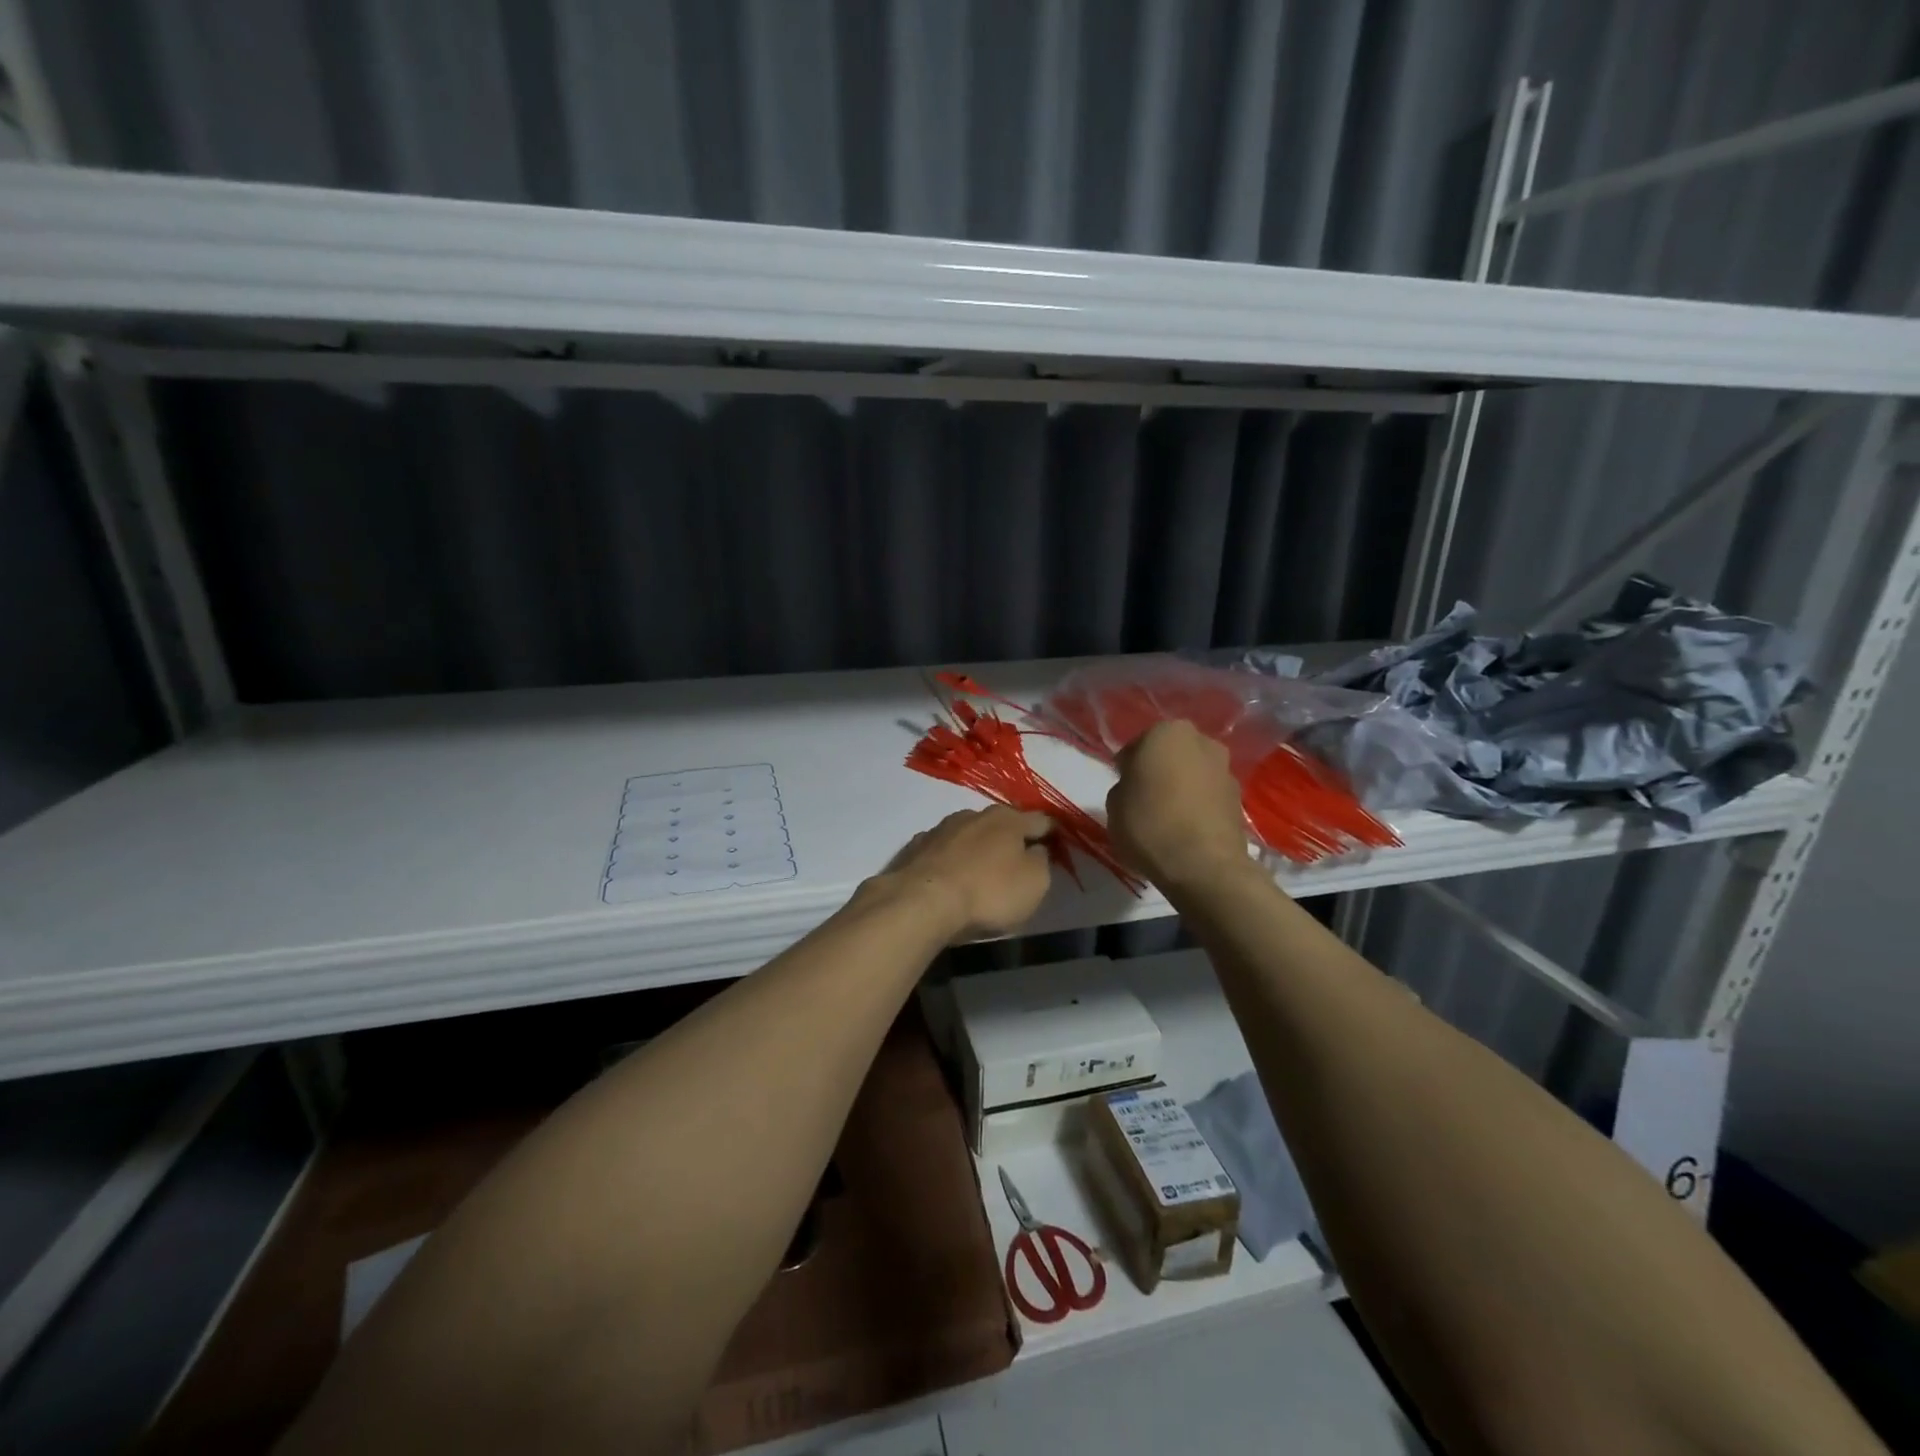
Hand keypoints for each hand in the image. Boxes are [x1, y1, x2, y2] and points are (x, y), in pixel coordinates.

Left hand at [879, 807, 1053, 940]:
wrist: (922, 901)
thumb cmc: (988, 892)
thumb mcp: (1034, 883)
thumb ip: (1042, 861)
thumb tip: (1036, 849)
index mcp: (1008, 819)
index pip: (1040, 820)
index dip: (1052, 832)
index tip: (1056, 845)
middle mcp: (974, 815)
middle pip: (1002, 823)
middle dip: (1011, 838)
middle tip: (1018, 860)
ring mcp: (941, 829)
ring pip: (969, 834)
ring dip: (978, 848)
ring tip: (982, 871)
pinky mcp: (916, 848)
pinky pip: (943, 851)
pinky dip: (951, 860)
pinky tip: (951, 878)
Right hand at [1106, 722, 1252, 890]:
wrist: (1204, 866)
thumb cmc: (1150, 825)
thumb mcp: (1114, 804)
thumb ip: (1124, 786)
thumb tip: (1136, 787)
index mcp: (1166, 733)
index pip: (1137, 746)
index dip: (1127, 768)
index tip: (1123, 788)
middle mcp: (1201, 741)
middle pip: (1171, 754)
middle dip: (1160, 771)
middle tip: (1145, 798)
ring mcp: (1226, 769)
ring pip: (1193, 773)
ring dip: (1182, 787)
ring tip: (1168, 817)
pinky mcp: (1240, 798)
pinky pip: (1209, 795)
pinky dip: (1199, 805)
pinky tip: (1187, 829)